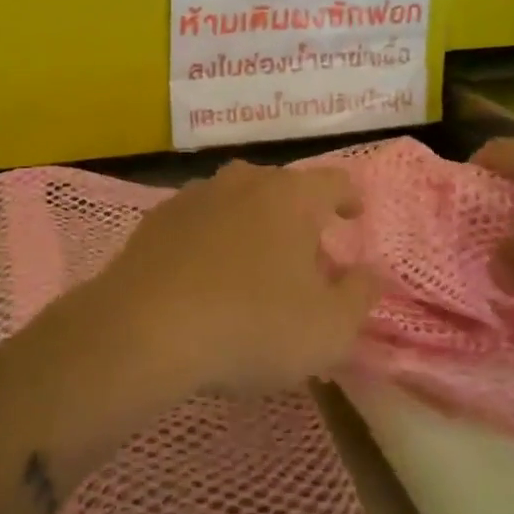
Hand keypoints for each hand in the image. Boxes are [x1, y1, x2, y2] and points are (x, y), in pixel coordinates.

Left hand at [86, 161, 383, 397]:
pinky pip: (198, 222)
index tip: (355, 214)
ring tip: (255, 261)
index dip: (349, 197)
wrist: (144, 331)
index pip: (333, 181)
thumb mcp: (328, 328)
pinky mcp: (155, 221)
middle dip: (299, 214)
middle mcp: (243, 182)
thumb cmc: (251, 326)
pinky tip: (206, 273)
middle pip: (281, 187)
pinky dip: (211, 239)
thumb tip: (369, 272)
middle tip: (307, 251)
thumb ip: (359, 295)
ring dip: (252, 223)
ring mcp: (194, 196)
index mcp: (290, 196)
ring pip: (236, 200)